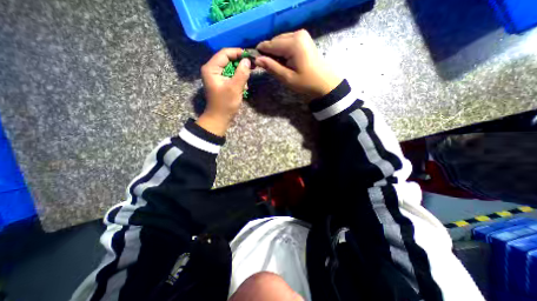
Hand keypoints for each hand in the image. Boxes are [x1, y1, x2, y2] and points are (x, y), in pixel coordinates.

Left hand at [196, 47, 251, 135]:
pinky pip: (230, 76)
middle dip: (240, 64)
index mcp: (211, 68)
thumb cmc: (225, 104)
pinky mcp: (221, 82)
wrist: (219, 118)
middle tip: (252, 67)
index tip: (250, 57)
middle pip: (228, 60)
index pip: (225, 53)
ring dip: (240, 73)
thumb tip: (247, 60)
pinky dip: (238, 79)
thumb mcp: (235, 88)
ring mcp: (216, 76)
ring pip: (230, 68)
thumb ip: (241, 73)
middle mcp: (212, 69)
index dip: (238, 53)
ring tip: (246, 82)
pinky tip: (243, 87)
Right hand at [254, 30, 339, 100]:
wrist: (324, 82)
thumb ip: (271, 67)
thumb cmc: (306, 83)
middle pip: (275, 41)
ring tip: (279, 66)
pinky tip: (286, 61)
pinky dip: (283, 50)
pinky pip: (287, 41)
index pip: (270, 45)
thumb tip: (257, 59)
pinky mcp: (304, 38)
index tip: (255, 61)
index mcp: (293, 44)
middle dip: (270, 53)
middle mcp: (297, 34)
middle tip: (270, 68)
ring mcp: (302, 34)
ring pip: (280, 41)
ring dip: (277, 52)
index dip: (261, 52)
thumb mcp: (287, 78)